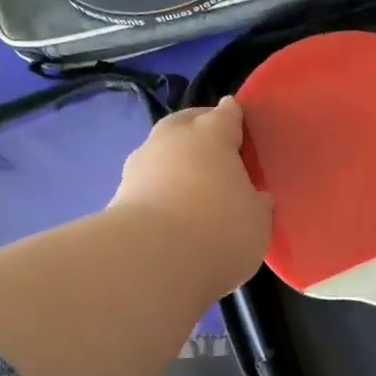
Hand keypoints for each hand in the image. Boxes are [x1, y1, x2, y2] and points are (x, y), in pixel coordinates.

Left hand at [110, 98, 272, 299]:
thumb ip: (256, 202)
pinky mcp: (118, 195)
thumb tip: (252, 196)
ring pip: (162, 153)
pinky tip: (171, 214)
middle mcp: (171, 138)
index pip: (227, 113)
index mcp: (212, 133)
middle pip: (186, 123)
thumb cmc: (219, 229)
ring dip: (175, 164)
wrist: (150, 262)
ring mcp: (139, 165)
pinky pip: (147, 185)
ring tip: (192, 190)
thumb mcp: (257, 220)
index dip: (236, 119)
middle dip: (199, 132)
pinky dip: (158, 193)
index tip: (243, 130)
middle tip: (218, 157)